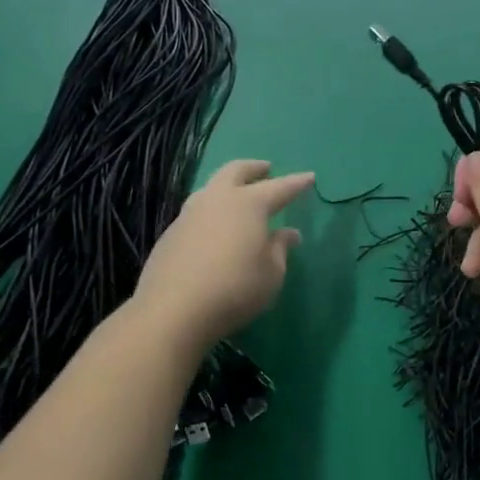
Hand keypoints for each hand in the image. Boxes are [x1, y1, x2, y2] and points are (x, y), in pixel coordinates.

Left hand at [130, 159, 313, 354]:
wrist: (173, 311)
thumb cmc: (235, 289)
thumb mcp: (272, 274)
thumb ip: (280, 249)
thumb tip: (288, 234)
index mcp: (249, 204)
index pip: (280, 187)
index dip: (297, 183)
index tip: (310, 177)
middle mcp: (217, 200)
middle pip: (235, 171)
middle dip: (253, 168)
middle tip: (265, 169)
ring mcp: (189, 215)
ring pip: (210, 189)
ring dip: (227, 187)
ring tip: (237, 197)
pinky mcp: (170, 235)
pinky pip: (196, 213)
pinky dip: (211, 213)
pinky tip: (215, 230)